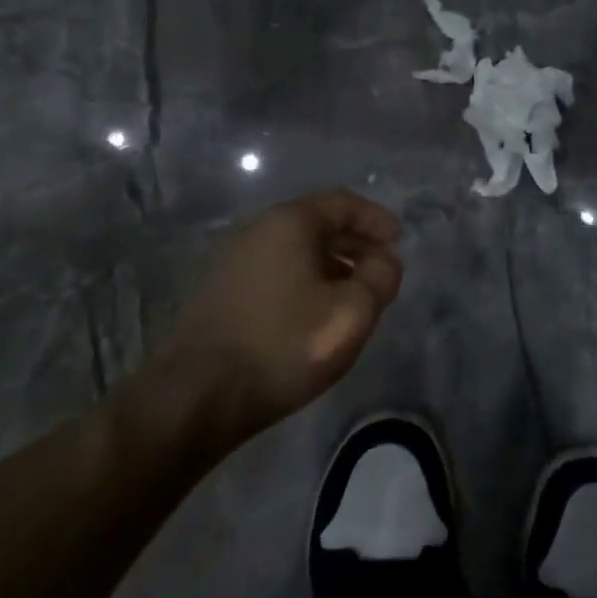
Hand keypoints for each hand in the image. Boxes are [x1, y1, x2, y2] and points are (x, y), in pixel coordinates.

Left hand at [149, 189, 403, 449]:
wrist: (198, 394)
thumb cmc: (283, 346)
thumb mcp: (351, 313)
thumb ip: (380, 277)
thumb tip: (383, 260)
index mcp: (290, 223)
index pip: (342, 203)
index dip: (376, 218)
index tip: (398, 241)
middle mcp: (257, 229)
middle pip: (317, 223)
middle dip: (354, 243)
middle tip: (380, 268)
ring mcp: (233, 259)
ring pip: (294, 249)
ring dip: (330, 264)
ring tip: (352, 295)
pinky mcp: (221, 289)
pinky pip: (275, 270)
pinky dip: (303, 279)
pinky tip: (313, 313)